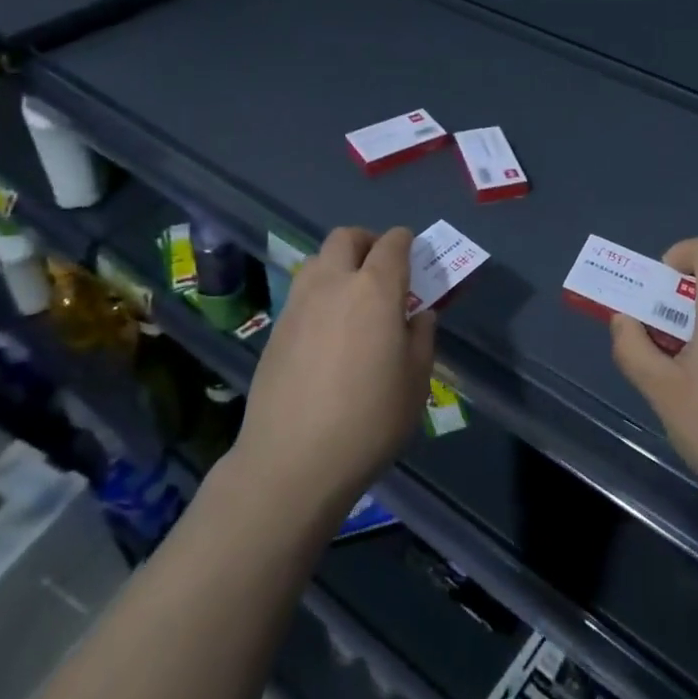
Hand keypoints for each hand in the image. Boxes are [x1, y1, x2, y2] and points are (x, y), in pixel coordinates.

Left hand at [234, 226, 435, 519]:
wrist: (292, 461)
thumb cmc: (369, 419)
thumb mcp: (416, 380)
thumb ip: (421, 336)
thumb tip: (417, 315)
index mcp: (375, 289)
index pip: (392, 243)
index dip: (406, 242)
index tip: (414, 256)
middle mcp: (334, 283)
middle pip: (346, 237)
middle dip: (367, 242)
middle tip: (382, 269)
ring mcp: (299, 304)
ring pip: (318, 260)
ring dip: (339, 265)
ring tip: (353, 300)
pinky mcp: (276, 329)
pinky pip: (302, 293)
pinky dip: (320, 295)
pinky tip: (328, 333)